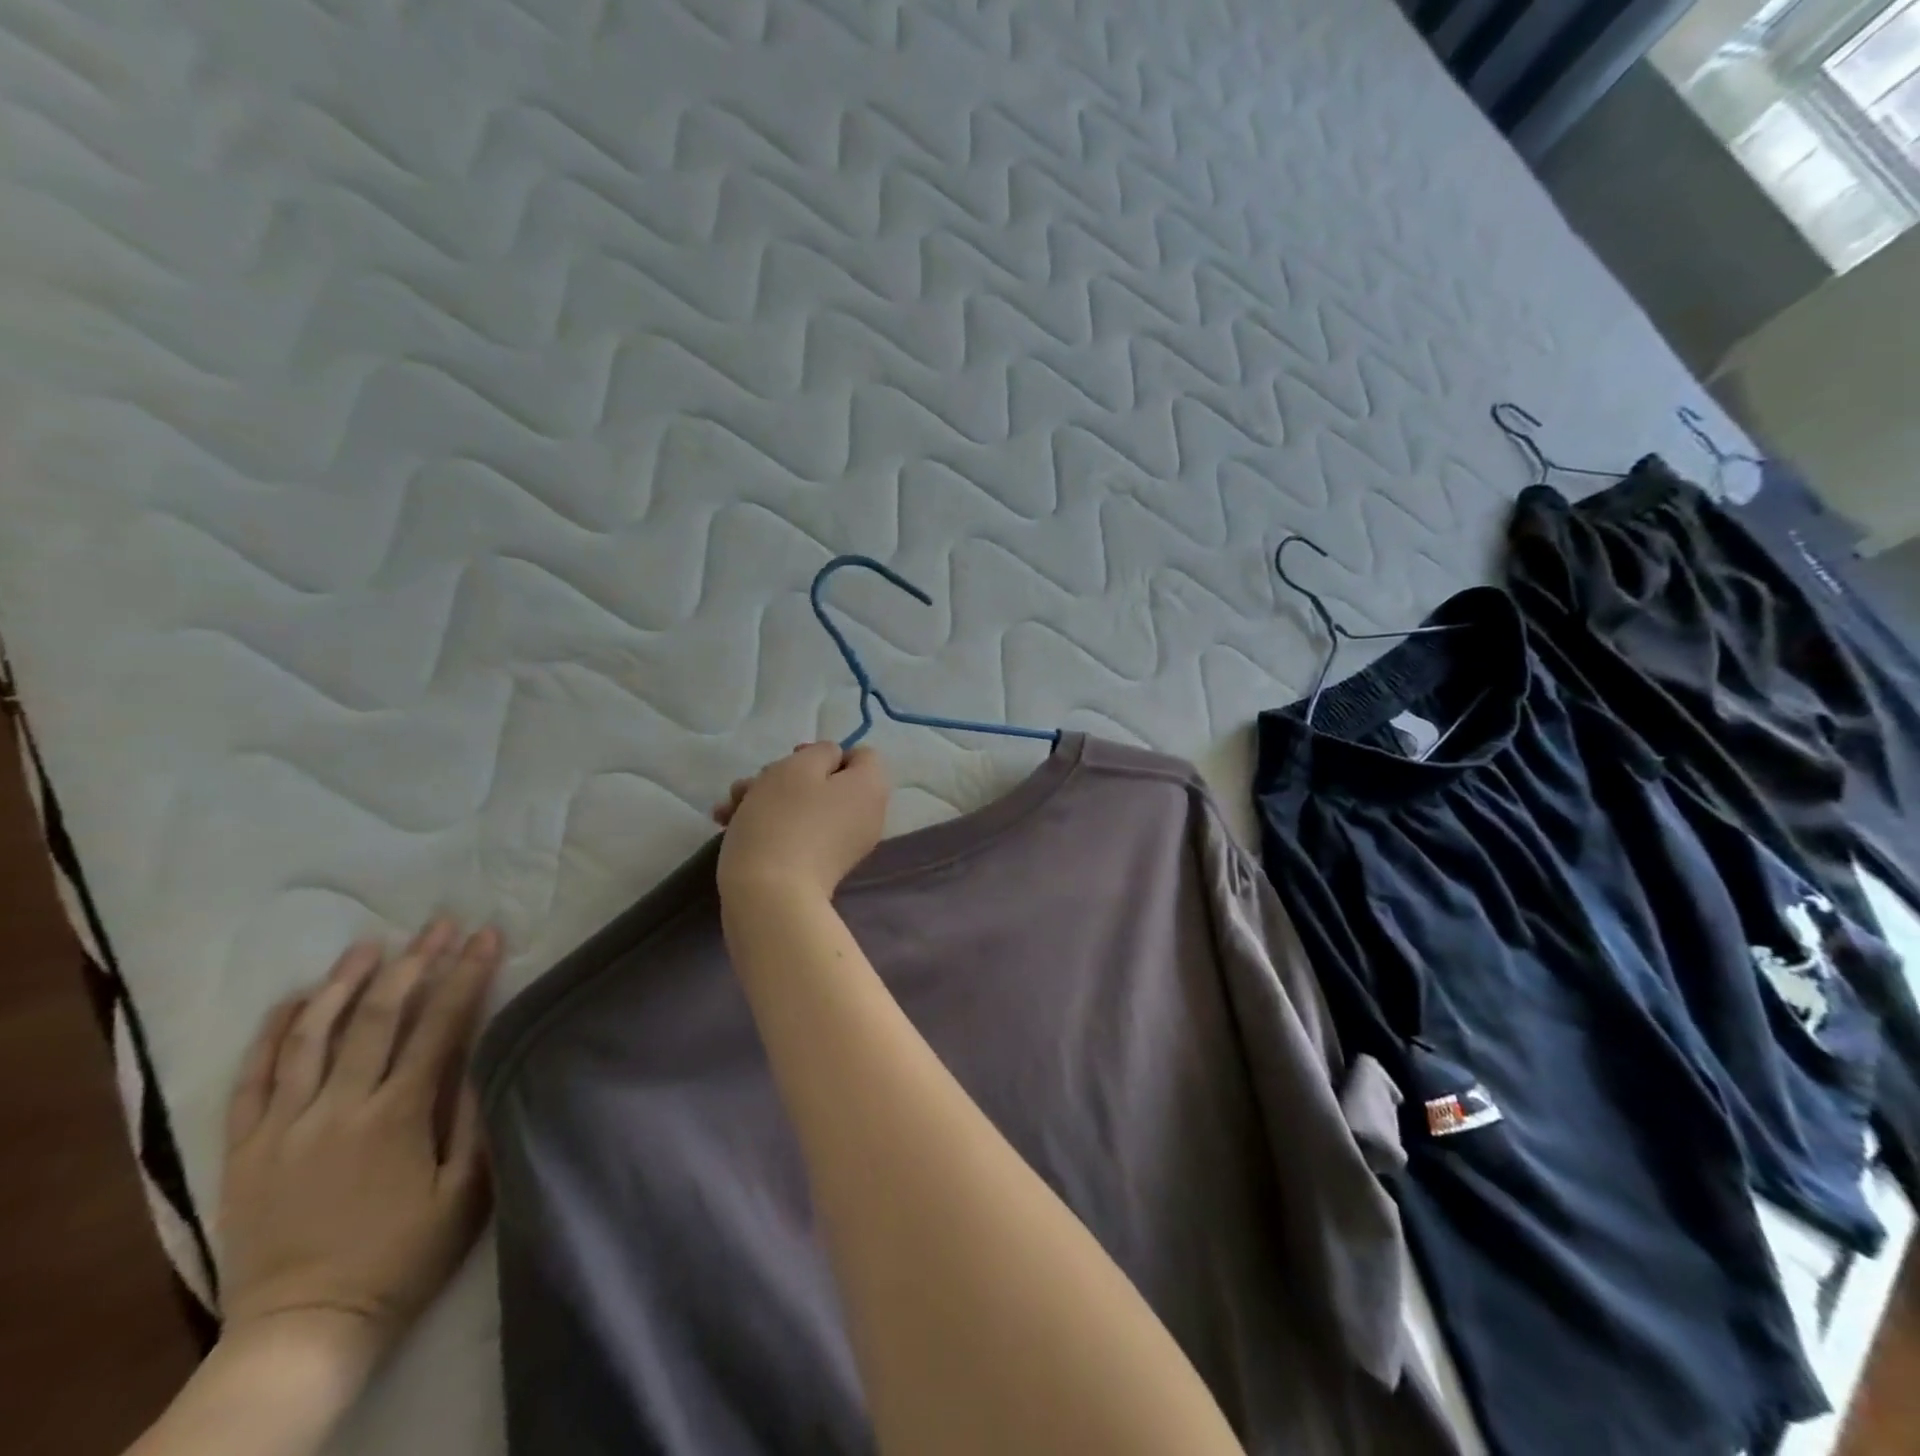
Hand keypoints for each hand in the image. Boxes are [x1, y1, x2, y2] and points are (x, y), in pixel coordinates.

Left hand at [217, 920, 501, 1370]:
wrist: (303, 1331)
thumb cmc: (402, 1257)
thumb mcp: (466, 1193)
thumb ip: (477, 1119)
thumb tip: (487, 1052)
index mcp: (398, 1116)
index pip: (440, 1026)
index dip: (467, 975)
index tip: (487, 936)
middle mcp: (339, 1108)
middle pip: (377, 1017)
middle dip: (415, 962)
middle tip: (439, 923)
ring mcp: (284, 1126)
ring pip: (312, 1036)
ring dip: (343, 982)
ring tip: (370, 944)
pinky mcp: (244, 1149)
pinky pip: (252, 1079)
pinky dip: (272, 1034)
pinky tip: (294, 1000)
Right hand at [713, 742, 888, 902]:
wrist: (771, 897)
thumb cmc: (784, 820)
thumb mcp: (798, 767)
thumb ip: (821, 752)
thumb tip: (831, 762)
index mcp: (871, 788)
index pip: (860, 755)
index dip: (824, 752)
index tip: (792, 759)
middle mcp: (867, 814)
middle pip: (828, 780)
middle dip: (783, 777)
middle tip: (751, 786)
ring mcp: (845, 843)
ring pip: (806, 806)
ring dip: (766, 799)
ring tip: (728, 809)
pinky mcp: (822, 865)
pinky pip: (801, 832)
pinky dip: (771, 825)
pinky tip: (729, 826)